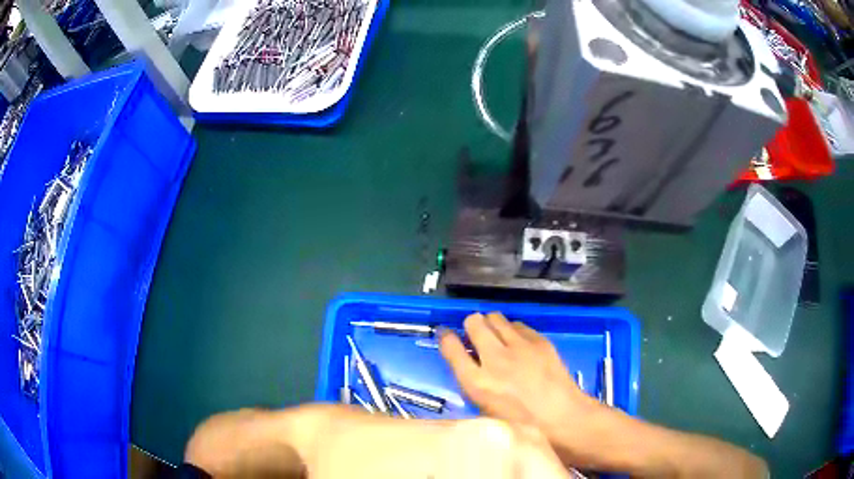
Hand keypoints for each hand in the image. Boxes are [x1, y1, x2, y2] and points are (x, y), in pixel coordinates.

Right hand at [439, 313, 601, 458]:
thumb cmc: (522, 426)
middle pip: (473, 323)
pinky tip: (519, 344)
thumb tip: (472, 367)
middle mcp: (495, 359)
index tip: (446, 335)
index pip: (450, 347)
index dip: (445, 337)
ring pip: (496, 317)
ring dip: (491, 325)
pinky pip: (519, 325)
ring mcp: (520, 347)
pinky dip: (513, 331)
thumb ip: (475, 386)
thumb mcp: (487, 412)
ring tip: (497, 337)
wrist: (563, 419)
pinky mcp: (540, 341)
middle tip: (475, 335)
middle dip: (471, 326)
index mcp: (477, 383)